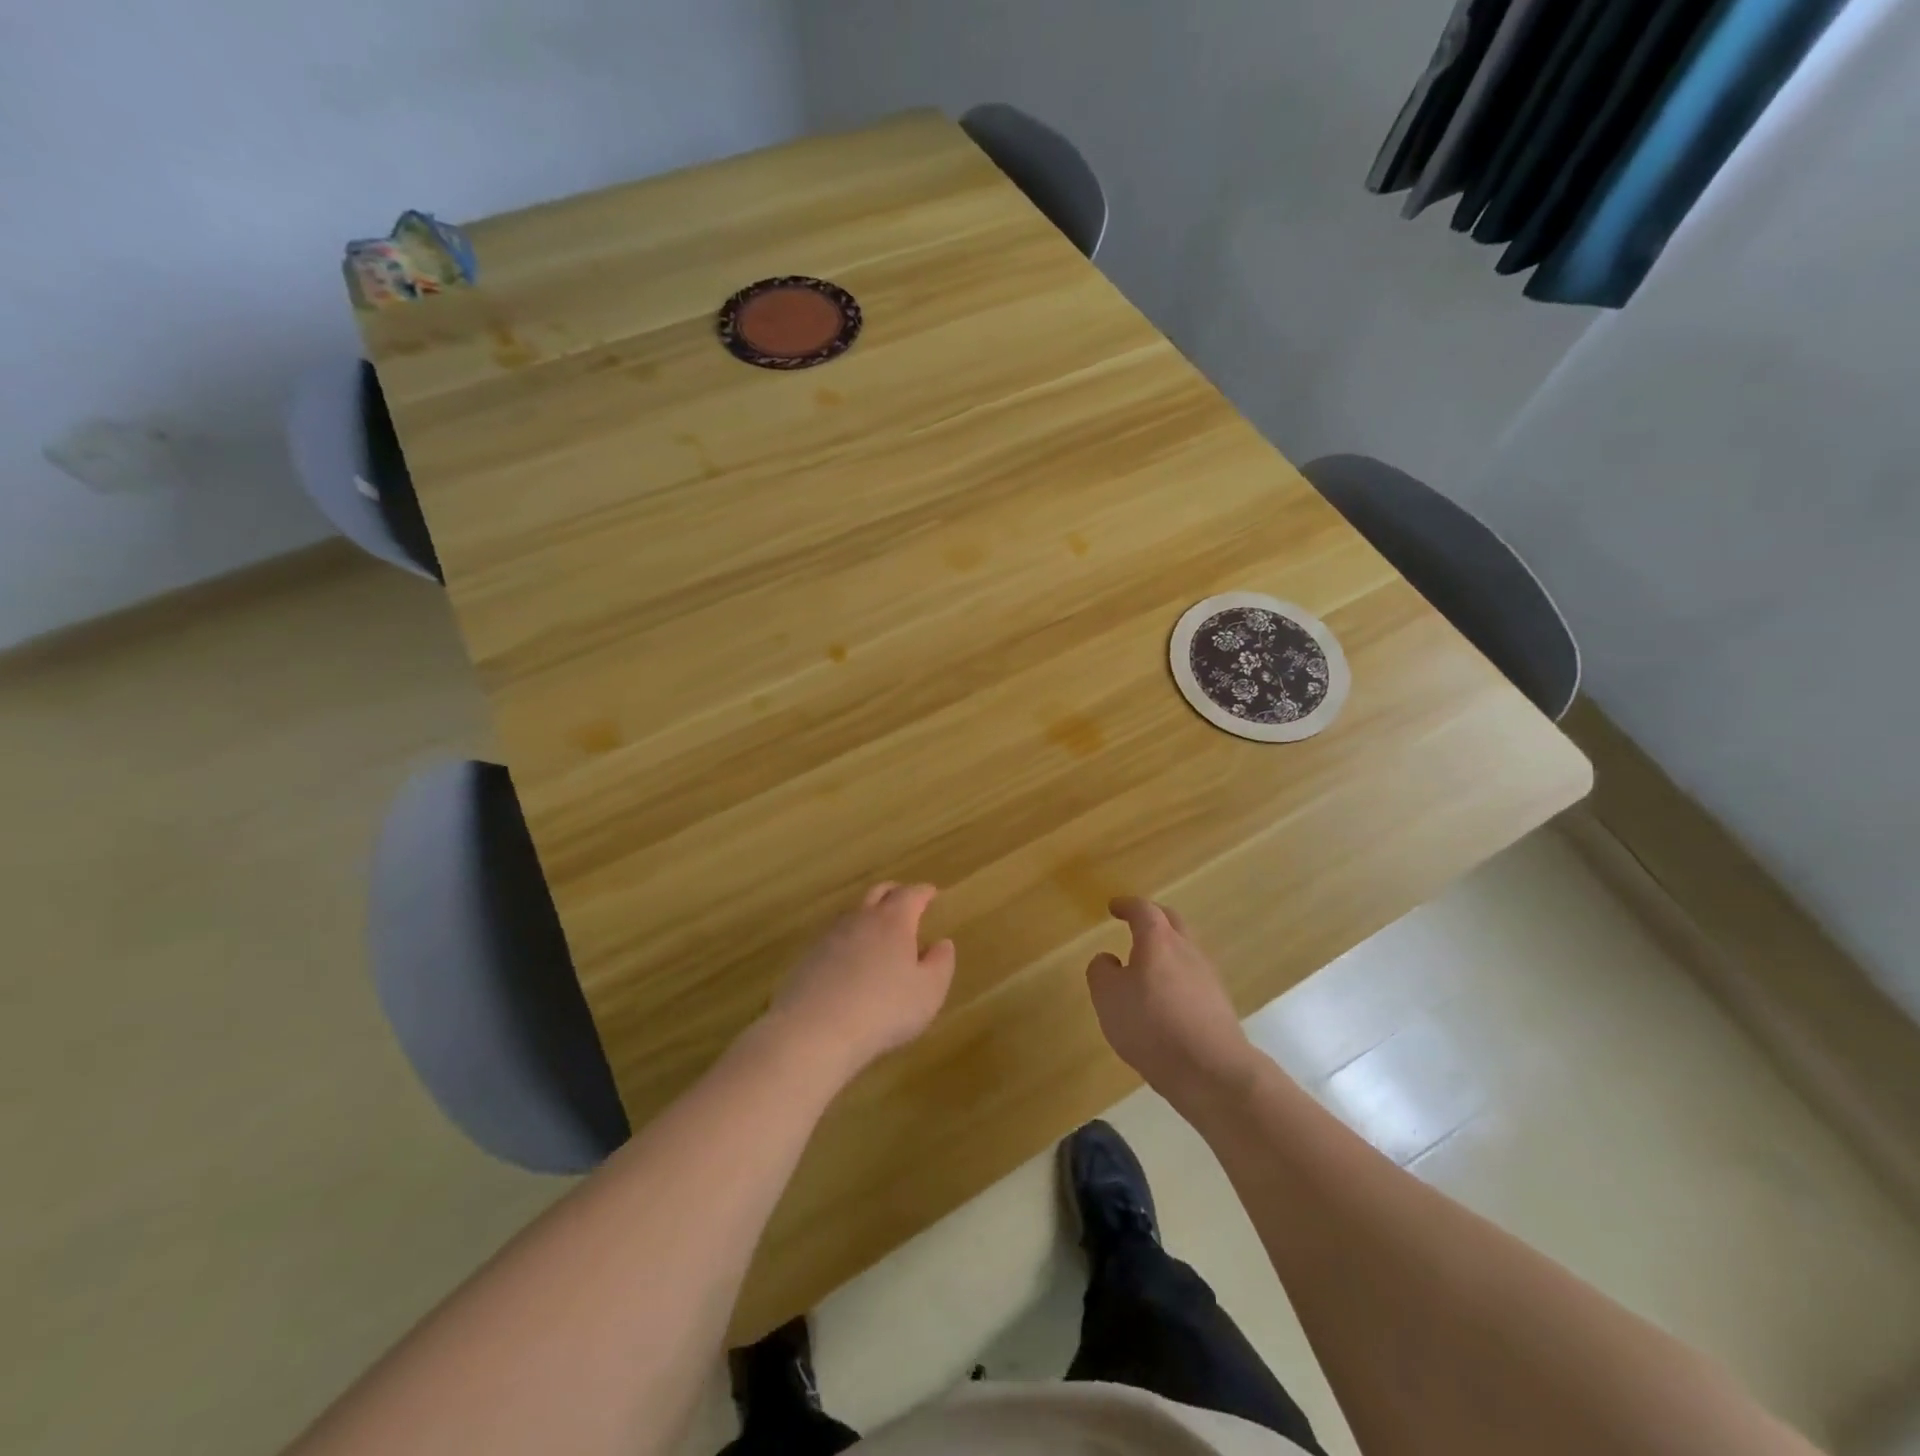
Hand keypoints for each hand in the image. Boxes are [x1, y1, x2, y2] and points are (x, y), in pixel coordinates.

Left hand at [767, 882, 956, 1081]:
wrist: (815, 1031)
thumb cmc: (884, 1009)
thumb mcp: (928, 991)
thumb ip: (940, 964)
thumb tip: (942, 943)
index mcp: (893, 921)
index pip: (911, 895)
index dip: (923, 892)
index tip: (931, 892)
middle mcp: (861, 919)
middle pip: (877, 893)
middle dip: (894, 892)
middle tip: (904, 897)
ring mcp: (830, 937)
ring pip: (852, 913)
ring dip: (867, 913)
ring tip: (876, 926)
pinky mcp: (808, 958)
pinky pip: (833, 937)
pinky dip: (847, 939)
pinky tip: (849, 958)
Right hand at [1086, 897, 1257, 1103]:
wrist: (1211, 1070)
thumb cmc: (1151, 1025)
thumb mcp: (1108, 997)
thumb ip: (1102, 971)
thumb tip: (1108, 959)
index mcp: (1158, 940)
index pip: (1143, 910)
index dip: (1127, 906)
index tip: (1115, 907)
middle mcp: (1187, 950)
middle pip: (1172, 922)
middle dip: (1153, 918)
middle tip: (1136, 922)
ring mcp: (1208, 977)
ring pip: (1186, 950)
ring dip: (1167, 950)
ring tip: (1148, 964)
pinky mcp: (1219, 1004)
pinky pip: (1193, 979)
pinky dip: (1177, 978)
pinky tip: (1166, 998)